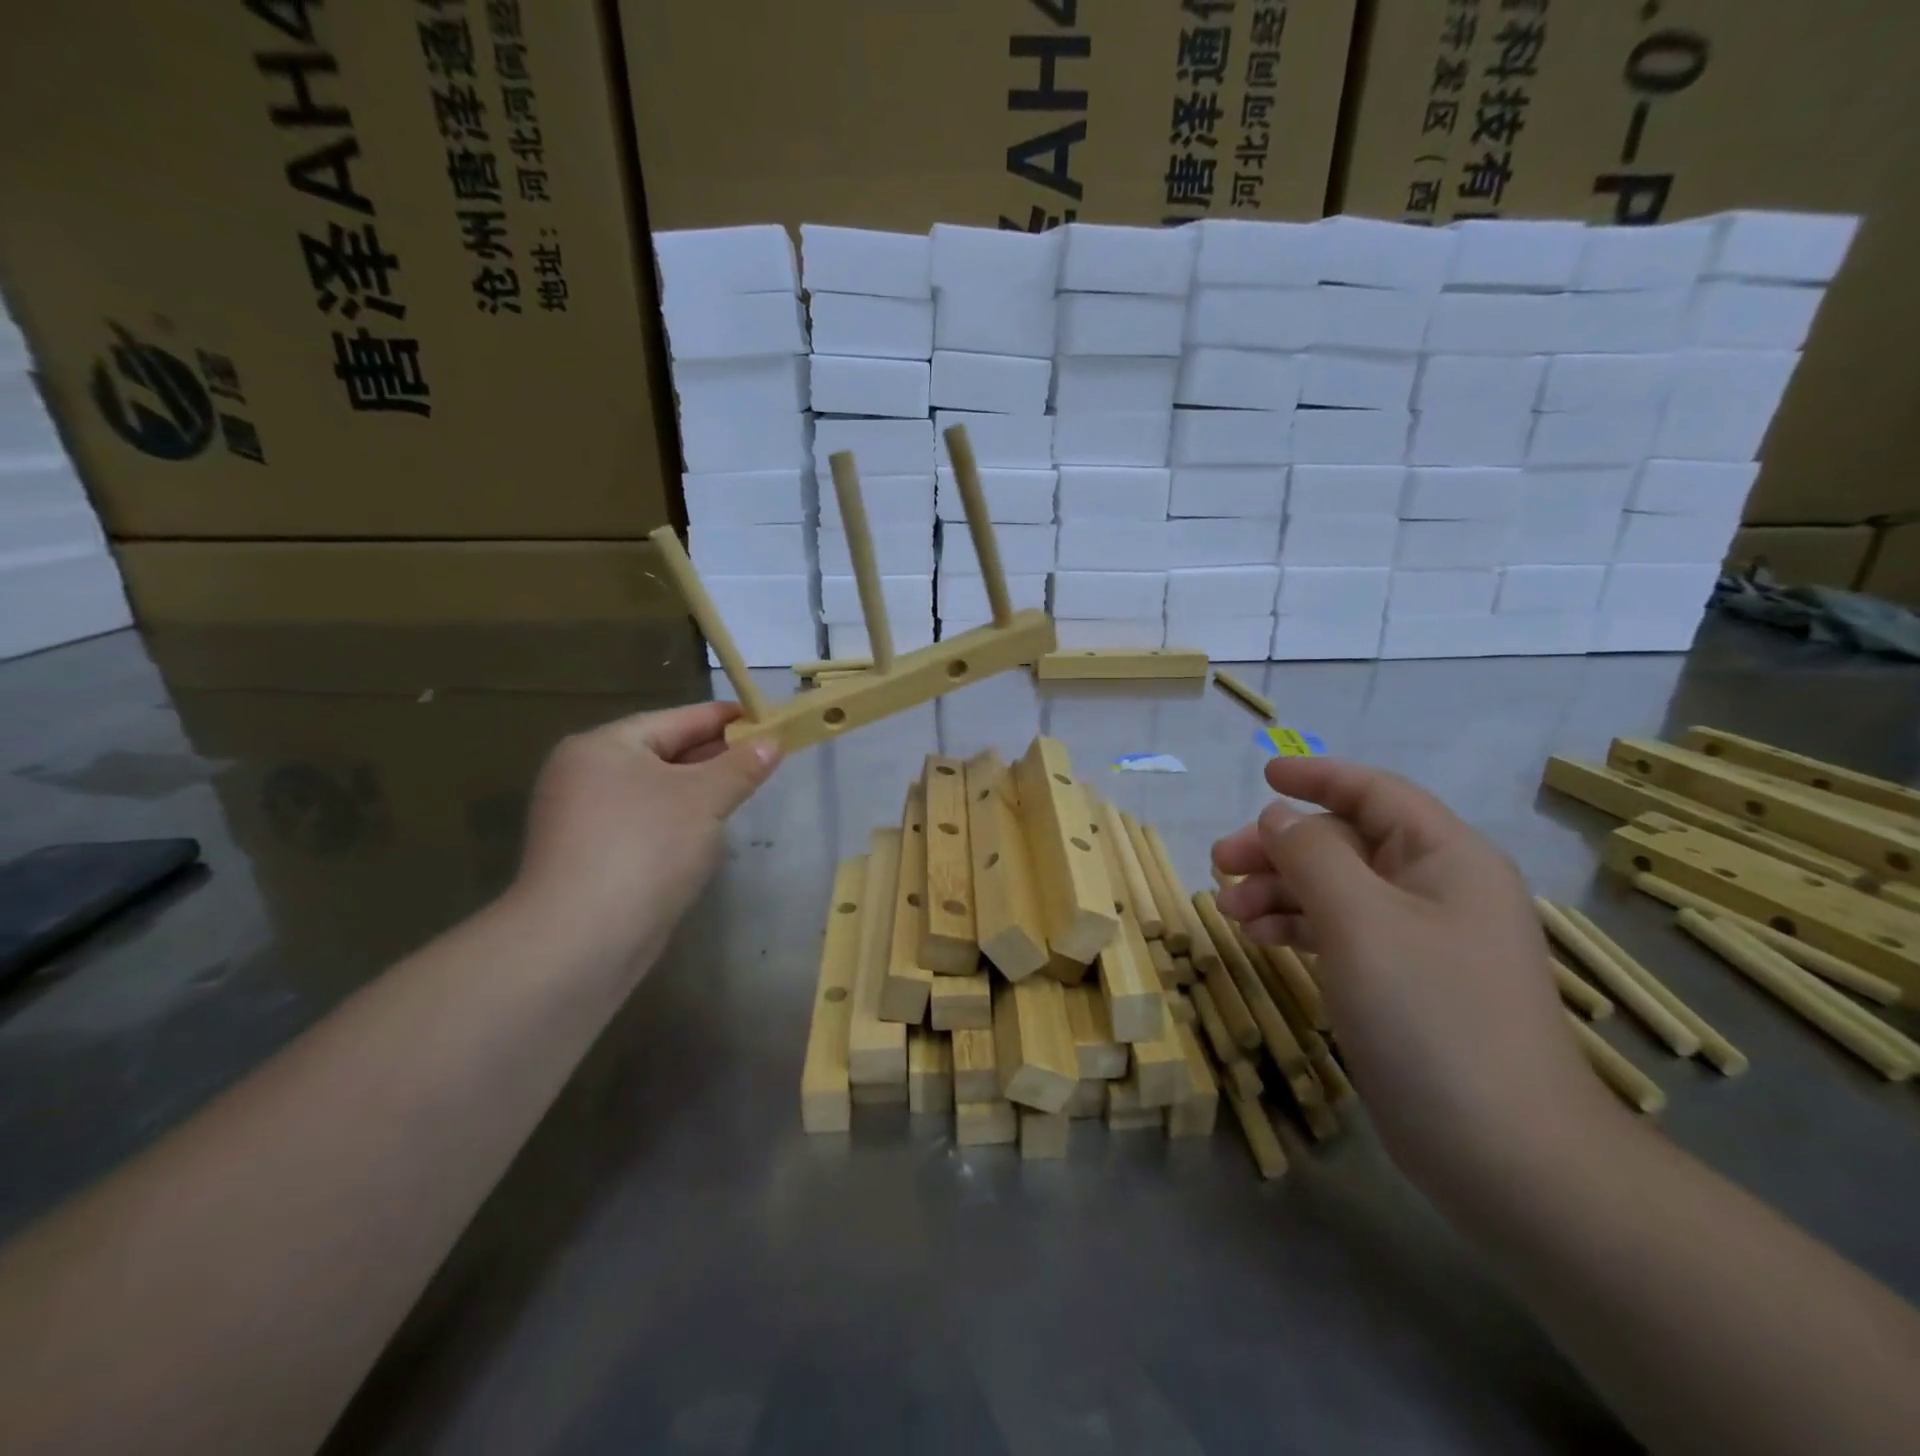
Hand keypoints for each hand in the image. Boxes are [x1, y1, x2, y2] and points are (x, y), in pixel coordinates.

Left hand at [512, 702, 779, 964]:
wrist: (583, 939)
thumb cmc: (646, 847)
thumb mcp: (705, 799)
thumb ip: (741, 766)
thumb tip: (771, 742)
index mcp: (604, 746)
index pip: (675, 719)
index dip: (724, 718)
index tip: (764, 718)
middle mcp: (585, 774)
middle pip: (662, 753)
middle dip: (714, 755)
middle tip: (764, 755)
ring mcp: (582, 818)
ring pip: (655, 791)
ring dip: (698, 790)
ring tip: (743, 790)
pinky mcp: (590, 856)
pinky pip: (644, 823)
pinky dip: (677, 820)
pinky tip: (707, 832)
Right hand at [1212, 757, 1614, 1192]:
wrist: (1507, 1154)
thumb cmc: (1432, 1017)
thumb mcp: (1361, 921)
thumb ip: (1312, 856)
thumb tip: (1278, 816)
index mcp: (1445, 858)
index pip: (1376, 793)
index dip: (1318, 777)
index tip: (1263, 776)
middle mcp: (1437, 889)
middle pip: (1346, 843)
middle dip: (1280, 847)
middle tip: (1220, 863)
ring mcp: (1422, 941)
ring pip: (1337, 890)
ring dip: (1280, 890)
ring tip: (1228, 910)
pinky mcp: (1404, 985)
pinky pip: (1342, 933)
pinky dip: (1299, 927)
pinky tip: (1262, 938)